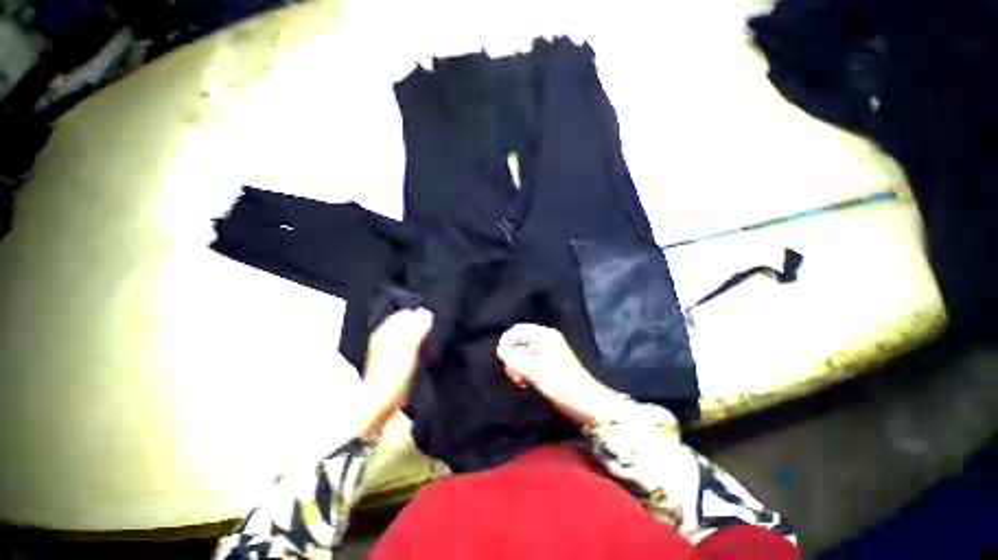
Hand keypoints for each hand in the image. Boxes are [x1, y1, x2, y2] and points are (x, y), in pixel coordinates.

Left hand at [358, 307, 433, 438]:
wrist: (382, 401)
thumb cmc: (394, 371)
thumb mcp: (409, 346)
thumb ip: (418, 328)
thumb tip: (426, 312)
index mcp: (384, 331)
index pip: (403, 314)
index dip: (417, 314)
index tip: (432, 316)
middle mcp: (384, 338)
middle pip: (405, 324)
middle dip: (418, 323)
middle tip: (434, 326)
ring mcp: (389, 350)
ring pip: (407, 335)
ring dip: (419, 334)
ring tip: (432, 336)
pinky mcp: (395, 361)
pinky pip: (408, 346)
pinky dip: (417, 344)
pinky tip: (425, 348)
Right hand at [496, 324, 623, 427]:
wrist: (586, 401)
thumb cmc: (557, 382)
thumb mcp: (529, 368)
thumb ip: (511, 356)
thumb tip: (501, 350)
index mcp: (542, 334)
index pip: (516, 330)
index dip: (505, 343)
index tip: (503, 361)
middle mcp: (547, 337)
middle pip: (520, 341)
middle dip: (512, 357)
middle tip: (514, 375)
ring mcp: (551, 349)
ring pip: (525, 352)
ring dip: (519, 365)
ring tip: (521, 380)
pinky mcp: (554, 361)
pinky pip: (533, 359)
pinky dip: (527, 369)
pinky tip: (528, 381)